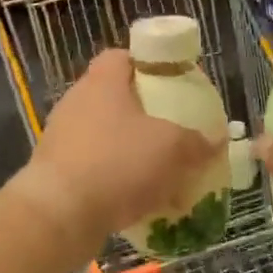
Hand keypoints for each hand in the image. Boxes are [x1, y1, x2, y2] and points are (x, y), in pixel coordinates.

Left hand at [11, 49, 219, 253]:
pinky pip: (95, 168)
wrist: (58, 216)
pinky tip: (140, 201)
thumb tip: (216, 141)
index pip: (122, 56)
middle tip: (173, 129)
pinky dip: (117, 180)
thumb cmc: (117, 164)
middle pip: (116, 98)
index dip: (148, 64)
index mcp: (102, 82)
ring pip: (107, 136)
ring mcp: (62, 139)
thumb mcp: (172, 148)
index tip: (172, 82)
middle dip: (146, 114)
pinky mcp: (56, 174)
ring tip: (162, 171)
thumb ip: (198, 142)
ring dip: (133, 151)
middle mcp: (77, 103)